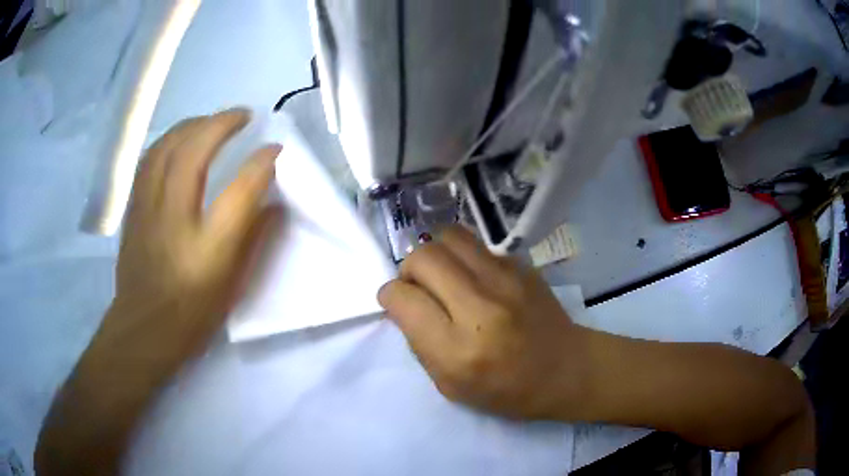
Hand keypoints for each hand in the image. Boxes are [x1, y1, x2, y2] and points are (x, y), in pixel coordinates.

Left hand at [36, 108, 283, 475]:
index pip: (241, 190)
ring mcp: (149, 208)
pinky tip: (179, 138)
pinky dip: (169, 139)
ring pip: (167, 145)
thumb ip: (255, 240)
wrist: (144, 329)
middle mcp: (175, 217)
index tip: (276, 148)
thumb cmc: (192, 314)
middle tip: (243, 115)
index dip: (262, 162)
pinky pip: (149, 158)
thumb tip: (273, 202)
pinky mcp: (134, 207)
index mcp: (207, 246)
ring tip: (211, 120)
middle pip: (195, 150)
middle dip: (223, 123)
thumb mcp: (234, 286)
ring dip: (193, 123)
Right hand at [377, 226, 587, 419]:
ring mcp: (505, 280)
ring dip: (435, 253)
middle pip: (423, 258)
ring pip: (449, 237)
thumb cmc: (507, 390)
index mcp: (457, 349)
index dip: (391, 297)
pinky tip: (474, 278)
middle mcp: (480, 306)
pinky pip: (477, 245)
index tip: (397, 303)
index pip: (403, 298)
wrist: (566, 369)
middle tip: (419, 288)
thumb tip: (406, 305)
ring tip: (443, 274)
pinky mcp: (522, 266)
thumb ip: (420, 344)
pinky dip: (464, 257)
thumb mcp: (450, 385)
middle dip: (408, 270)